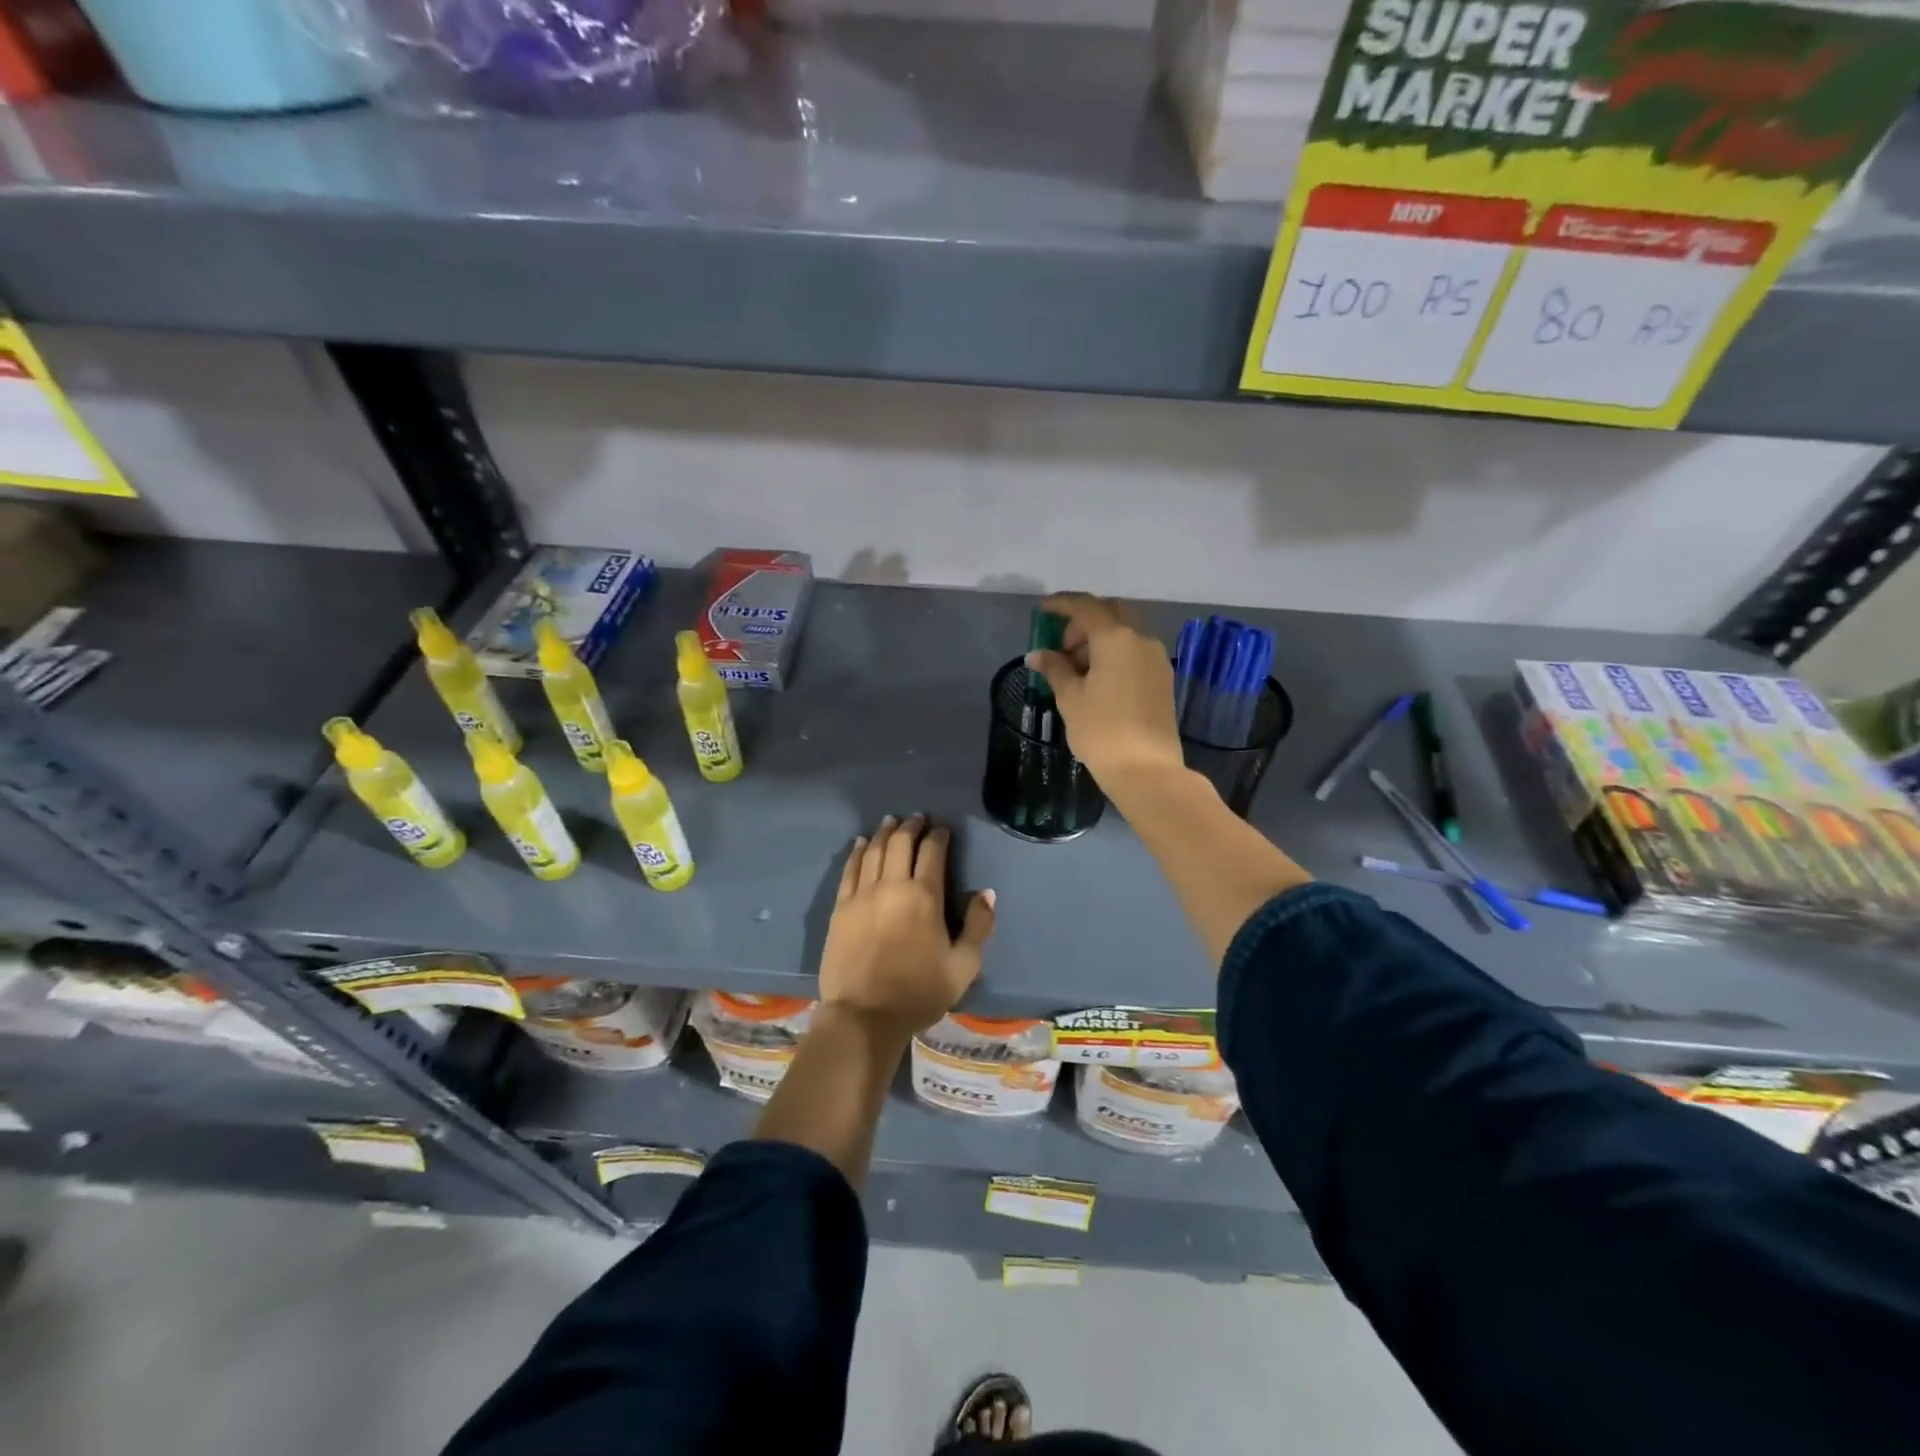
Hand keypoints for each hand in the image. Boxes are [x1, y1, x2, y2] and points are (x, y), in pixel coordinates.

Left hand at [818, 815, 994, 1033]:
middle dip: (911, 827)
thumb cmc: (919, 993)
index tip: (943, 829)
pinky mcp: (841, 907)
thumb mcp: (963, 966)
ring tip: (891, 822)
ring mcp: (862, 895)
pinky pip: (849, 869)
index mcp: (924, 897)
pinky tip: (860, 843)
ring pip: (873, 850)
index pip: (932, 852)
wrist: (864, 1016)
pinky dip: (857, 852)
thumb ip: (978, 926)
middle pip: (900, 843)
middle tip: (918, 818)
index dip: (939, 836)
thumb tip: (985, 893)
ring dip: (884, 833)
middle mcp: (892, 886)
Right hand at [1025, 592, 1184, 789]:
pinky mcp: (1163, 678)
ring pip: (1125, 633)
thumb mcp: (1070, 698)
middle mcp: (1141, 640)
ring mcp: (1156, 659)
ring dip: (1100, 639)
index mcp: (1116, 638)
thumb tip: (1037, 654)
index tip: (1043, 610)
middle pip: (1111, 613)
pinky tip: (1098, 679)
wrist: (1146, 769)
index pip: (1086, 607)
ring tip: (1076, 668)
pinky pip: (1135, 651)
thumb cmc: (1101, 730)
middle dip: (1084, 621)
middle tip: (1062, 644)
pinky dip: (1114, 653)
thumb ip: (1054, 669)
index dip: (1062, 604)